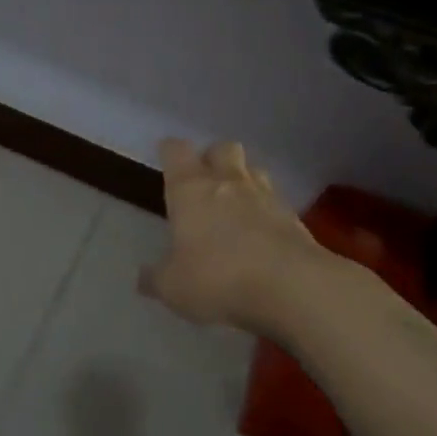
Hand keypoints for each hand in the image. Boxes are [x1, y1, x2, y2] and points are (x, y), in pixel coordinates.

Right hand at [140, 139, 327, 333]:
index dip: (170, 152)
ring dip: (244, 181)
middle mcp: (227, 181)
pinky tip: (263, 235)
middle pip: (221, 148)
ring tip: (237, 206)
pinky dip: (267, 211)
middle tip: (205, 183)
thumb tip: (142, 277)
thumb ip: (156, 279)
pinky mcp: (293, 217)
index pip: (176, 150)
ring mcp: (265, 195)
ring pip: (253, 170)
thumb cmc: (218, 277)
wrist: (292, 286)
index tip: (166, 161)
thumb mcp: (174, 287)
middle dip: (213, 158)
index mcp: (190, 188)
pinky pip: (276, 202)